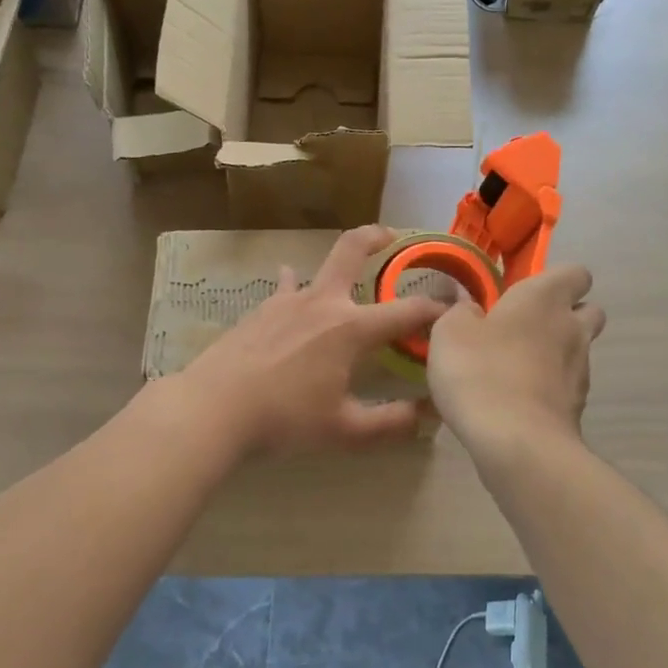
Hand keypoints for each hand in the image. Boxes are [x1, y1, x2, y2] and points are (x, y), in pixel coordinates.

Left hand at [176, 226, 446, 456]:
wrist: (213, 408)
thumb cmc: (284, 419)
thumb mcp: (345, 431)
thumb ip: (391, 423)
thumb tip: (427, 416)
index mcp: (351, 329)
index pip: (407, 312)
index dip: (436, 309)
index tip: (454, 309)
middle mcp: (323, 302)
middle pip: (352, 250)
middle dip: (377, 236)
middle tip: (393, 236)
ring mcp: (287, 301)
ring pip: (317, 266)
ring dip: (337, 263)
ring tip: (346, 271)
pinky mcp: (260, 310)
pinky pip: (285, 287)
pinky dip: (295, 284)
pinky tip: (290, 285)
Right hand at [426, 265, 605, 456]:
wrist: (517, 443)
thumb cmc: (481, 371)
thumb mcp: (450, 332)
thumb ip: (461, 313)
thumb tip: (472, 310)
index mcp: (545, 298)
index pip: (576, 273)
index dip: (557, 280)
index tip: (527, 293)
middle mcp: (572, 328)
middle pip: (589, 311)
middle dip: (566, 315)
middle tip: (525, 329)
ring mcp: (581, 370)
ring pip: (578, 351)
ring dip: (555, 355)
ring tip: (515, 371)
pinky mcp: (578, 407)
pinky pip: (566, 387)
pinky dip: (549, 389)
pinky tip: (518, 402)